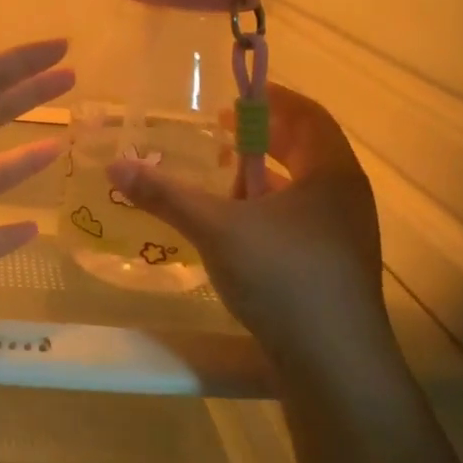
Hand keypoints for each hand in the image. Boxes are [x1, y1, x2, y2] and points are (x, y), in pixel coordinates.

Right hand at [107, 84, 392, 376]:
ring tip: (223, 180)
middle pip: (306, 150)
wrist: (335, 365)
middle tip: (222, 133)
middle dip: (263, 138)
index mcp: (331, 173)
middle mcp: (346, 198)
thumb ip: (167, 195)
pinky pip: (300, 221)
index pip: (308, 115)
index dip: (271, 99)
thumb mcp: (217, 229)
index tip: (235, 96)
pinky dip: (269, 212)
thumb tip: (116, 165)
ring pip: (302, 190)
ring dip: (265, 177)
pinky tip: (237, 230)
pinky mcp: (334, 268)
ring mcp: (344, 236)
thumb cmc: (284, 278)